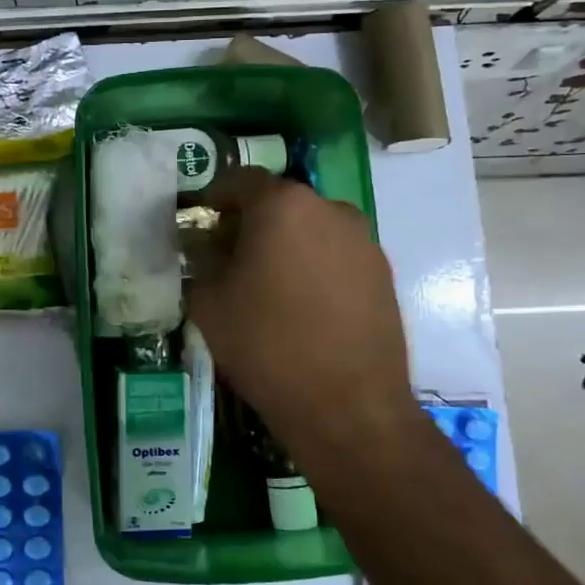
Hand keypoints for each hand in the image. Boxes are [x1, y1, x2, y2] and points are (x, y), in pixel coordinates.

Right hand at [187, 169, 426, 485]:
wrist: (347, 405)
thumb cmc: (266, 344)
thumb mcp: (209, 301)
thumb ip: (201, 260)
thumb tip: (205, 245)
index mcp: (283, 205)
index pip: (240, 180)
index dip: (214, 197)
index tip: (201, 222)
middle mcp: (329, 209)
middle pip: (279, 203)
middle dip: (251, 223)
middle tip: (230, 257)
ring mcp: (363, 240)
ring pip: (311, 229)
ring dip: (286, 245)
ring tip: (268, 286)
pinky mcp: (383, 273)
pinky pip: (336, 256)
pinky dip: (314, 267)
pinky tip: (303, 307)